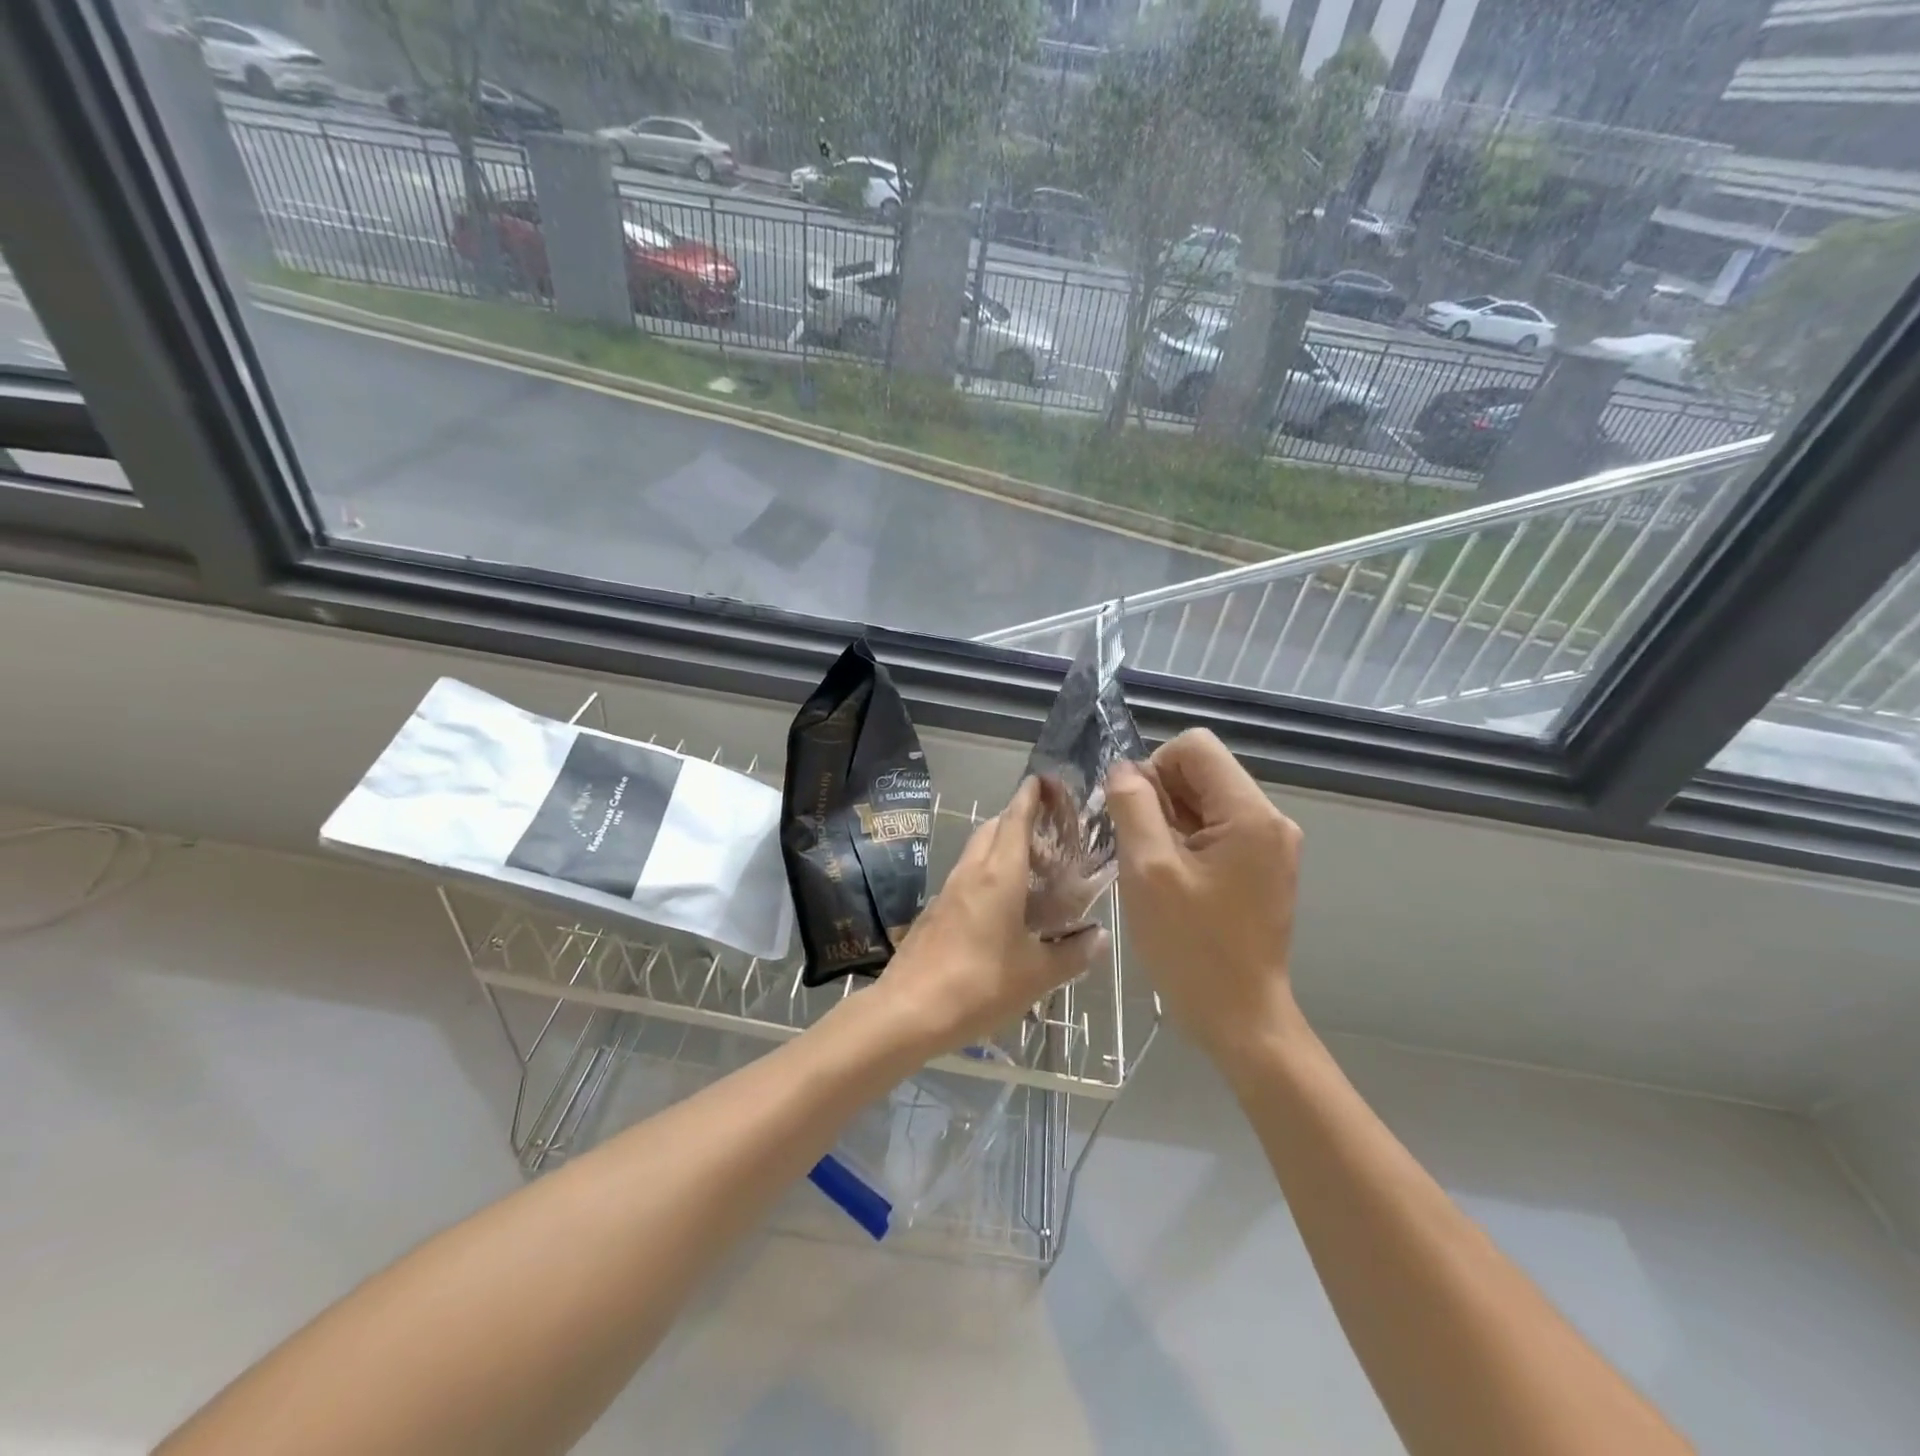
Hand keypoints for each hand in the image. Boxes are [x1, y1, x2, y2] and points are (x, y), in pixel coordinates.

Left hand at [878, 777, 1107, 1051]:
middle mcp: (971, 873)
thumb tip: (1100, 937)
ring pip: (977, 852)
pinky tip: (1002, 905)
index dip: (1030, 796)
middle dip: (1017, 819)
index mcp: (999, 875)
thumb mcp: (1037, 975)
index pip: (1015, 819)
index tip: (1044, 780)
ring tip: (1031, 869)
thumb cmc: (979, 985)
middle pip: (993, 828)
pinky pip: (966, 877)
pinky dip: (987, 873)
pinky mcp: (935, 912)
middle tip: (1048, 834)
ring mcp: (948, 891)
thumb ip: (1072, 954)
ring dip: (1000, 847)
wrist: (908, 1011)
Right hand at [1106, 730, 1303, 1061]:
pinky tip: (1170, 880)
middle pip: (1202, 772)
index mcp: (1251, 814)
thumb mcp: (1149, 871)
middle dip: (1160, 798)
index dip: (1154, 768)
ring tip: (1152, 868)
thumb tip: (1123, 770)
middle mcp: (1270, 820)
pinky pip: (1216, 831)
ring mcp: (1270, 845)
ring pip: (1205, 802)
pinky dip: (1185, 842)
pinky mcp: (1262, 868)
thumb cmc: (1191, 947)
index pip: (1195, 747)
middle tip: (1138, 848)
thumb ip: (1133, 807)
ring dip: (1169, 822)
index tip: (1135, 815)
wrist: (1239, 1018)